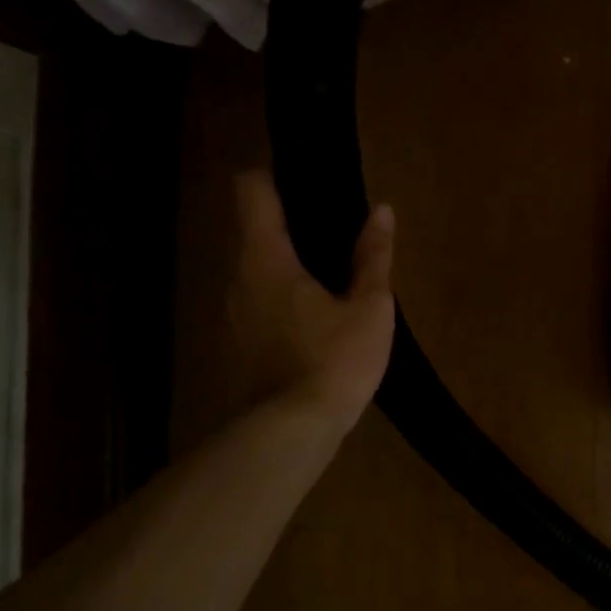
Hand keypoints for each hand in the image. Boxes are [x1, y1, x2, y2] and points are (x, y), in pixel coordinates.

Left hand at [228, 172, 394, 427]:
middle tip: (331, 237)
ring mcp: (228, 318)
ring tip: (325, 283)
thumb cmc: (333, 361)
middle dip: (286, 229)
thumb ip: (373, 257)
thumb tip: (382, 210)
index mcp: (266, 259)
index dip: (270, 177)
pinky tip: (311, 328)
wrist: (288, 433)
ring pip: (252, 275)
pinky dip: (277, 305)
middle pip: (251, 234)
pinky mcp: (232, 349)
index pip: (251, 192)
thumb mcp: (369, 308)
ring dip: (282, 270)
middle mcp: (236, 280)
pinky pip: (253, 308)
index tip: (300, 179)